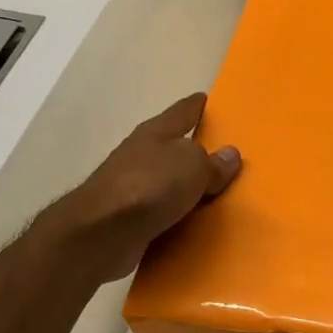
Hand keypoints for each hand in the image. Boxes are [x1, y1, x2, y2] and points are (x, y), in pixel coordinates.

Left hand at [59, 93, 240, 283]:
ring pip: (169, 183)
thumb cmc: (150, 185)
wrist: (103, 233)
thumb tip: (230, 154)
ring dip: (188, 188)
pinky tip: (197, 224)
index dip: (197, 105)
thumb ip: (213, 162)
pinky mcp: (130, 220)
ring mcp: (133, 188)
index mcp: (156, 133)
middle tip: (226, 156)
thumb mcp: (193, 165)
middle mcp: (142, 156)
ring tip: (218, 196)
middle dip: (196, 150)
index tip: (208, 100)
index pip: (182, 112)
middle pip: (174, 148)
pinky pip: (165, 214)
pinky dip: (180, 217)